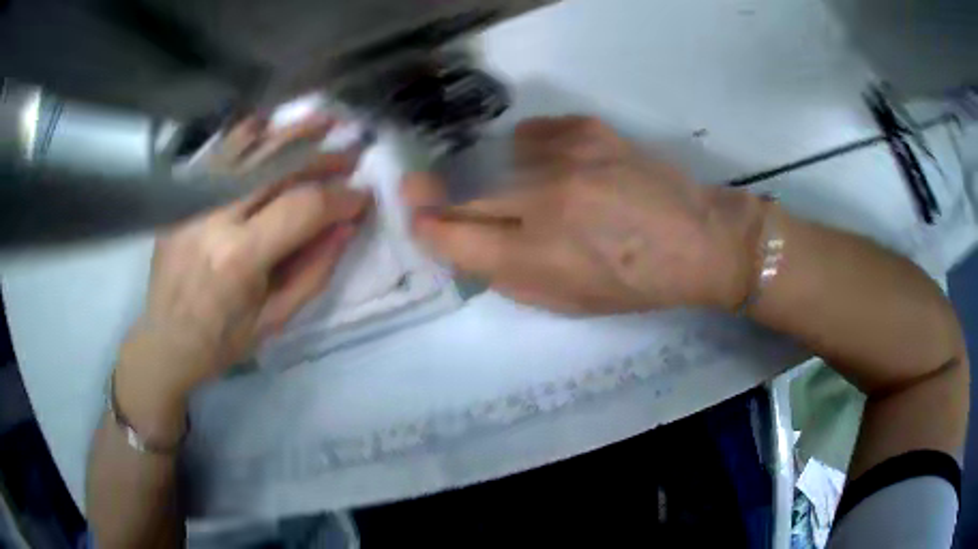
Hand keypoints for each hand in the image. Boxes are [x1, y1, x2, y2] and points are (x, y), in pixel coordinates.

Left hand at [117, 119, 370, 423]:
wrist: (165, 341)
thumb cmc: (222, 341)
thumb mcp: (276, 319)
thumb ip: (315, 270)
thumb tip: (347, 226)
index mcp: (238, 256)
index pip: (301, 208)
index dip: (340, 198)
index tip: (363, 198)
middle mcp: (214, 216)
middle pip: (276, 166)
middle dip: (322, 157)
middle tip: (352, 156)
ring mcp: (192, 201)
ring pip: (247, 149)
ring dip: (289, 133)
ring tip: (322, 122)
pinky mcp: (180, 198)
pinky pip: (218, 155)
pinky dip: (247, 135)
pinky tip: (269, 125)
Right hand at [403, 116, 760, 314]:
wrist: (697, 241)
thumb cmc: (633, 284)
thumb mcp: (566, 302)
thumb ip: (509, 276)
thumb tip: (468, 244)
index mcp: (537, 259)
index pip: (452, 238)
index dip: (427, 226)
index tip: (418, 217)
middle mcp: (543, 204)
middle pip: (465, 194)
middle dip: (440, 195)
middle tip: (433, 189)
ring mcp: (566, 159)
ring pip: (498, 159)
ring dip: (504, 177)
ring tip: (539, 189)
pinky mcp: (587, 130)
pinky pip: (532, 133)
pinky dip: (536, 150)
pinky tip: (562, 164)